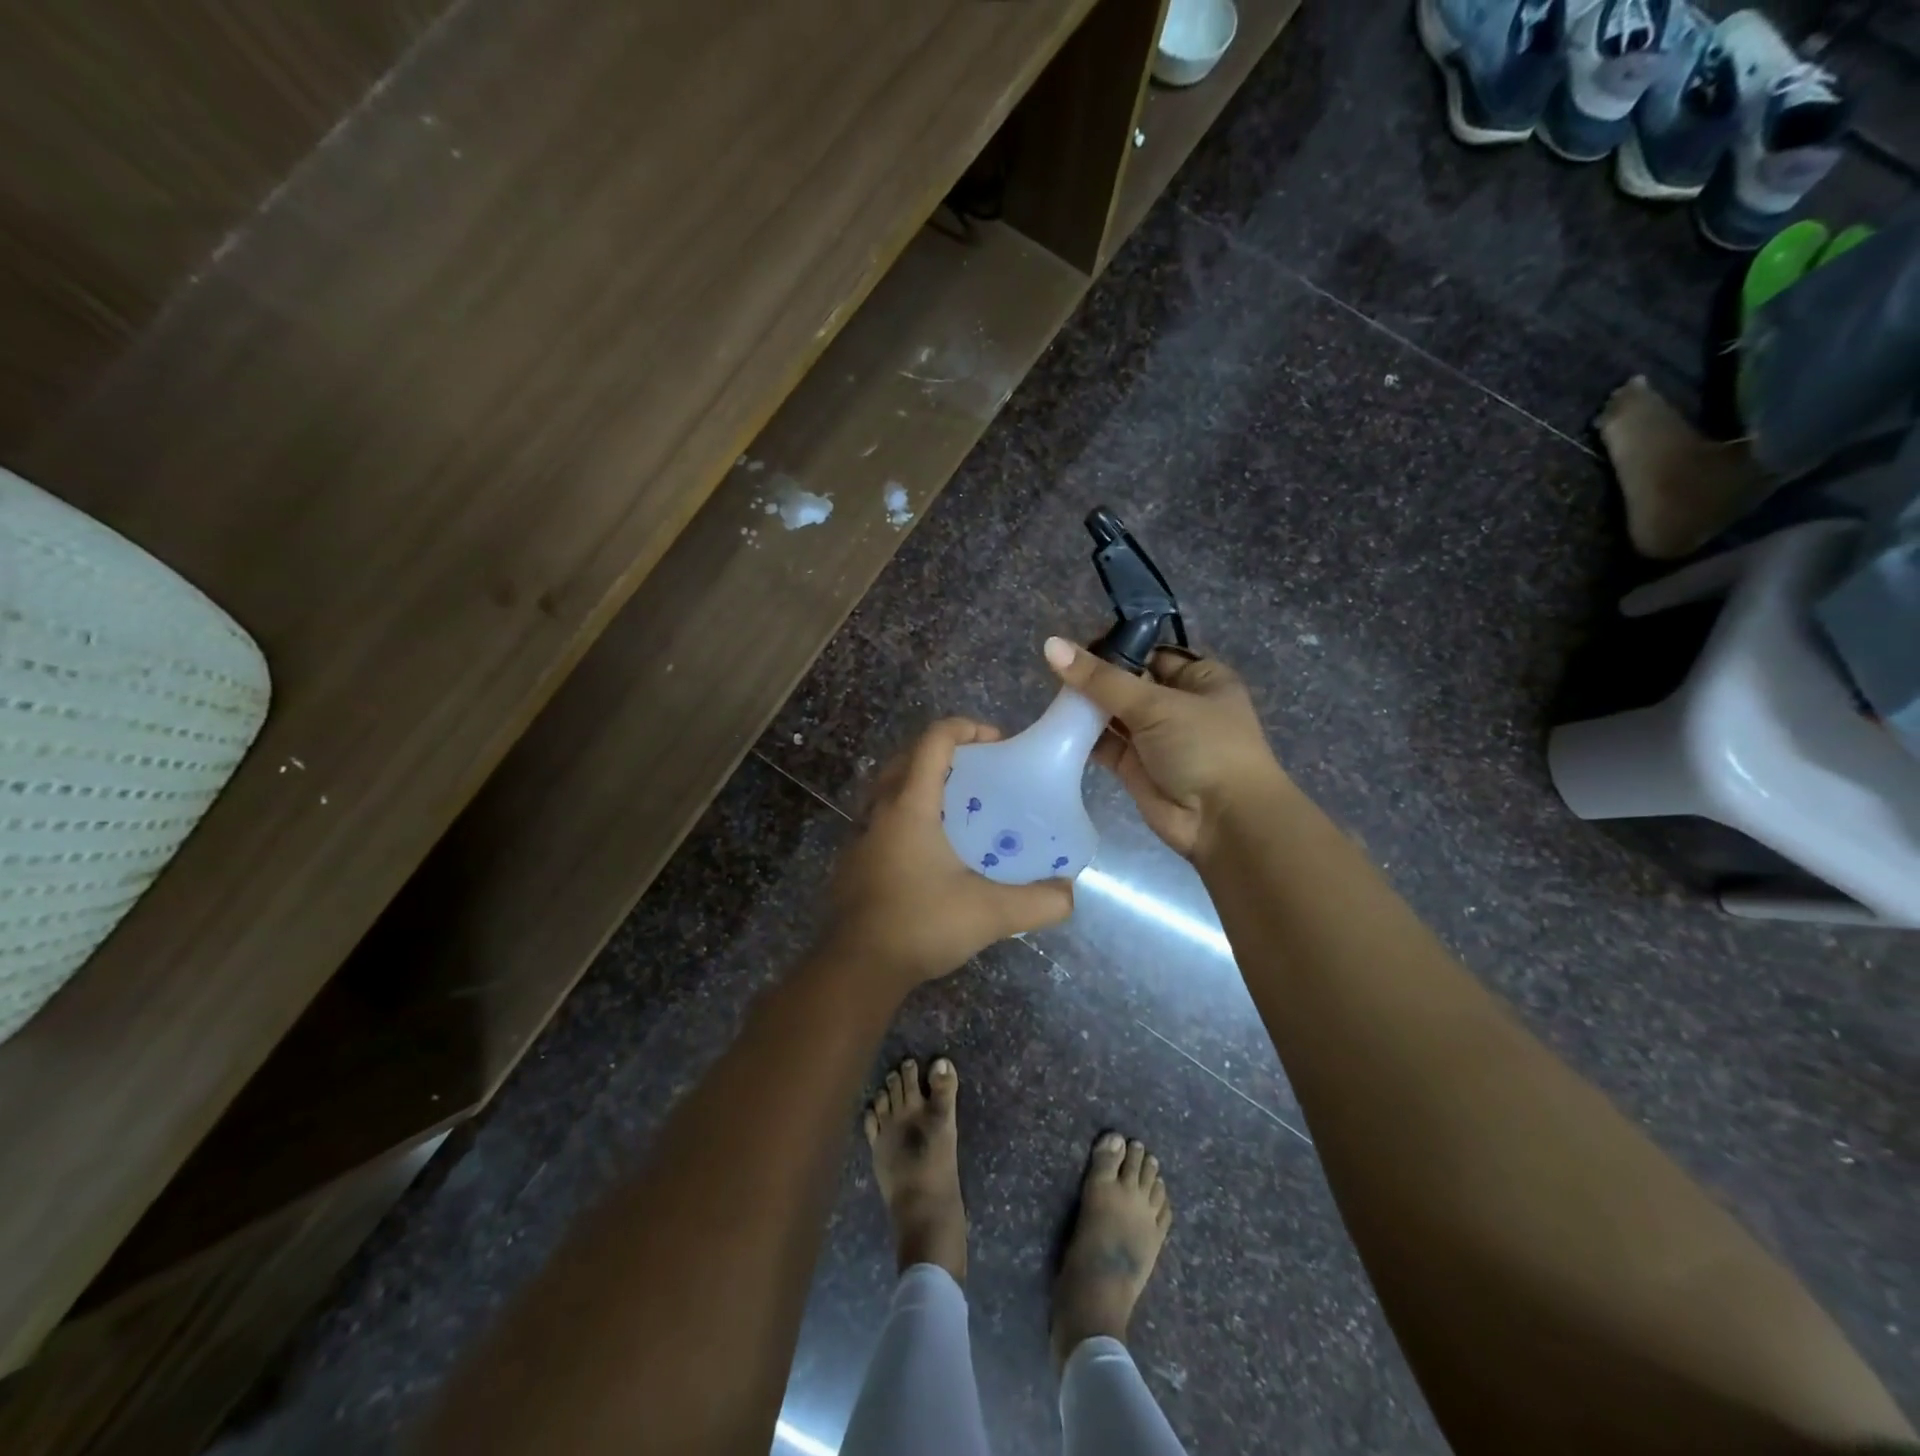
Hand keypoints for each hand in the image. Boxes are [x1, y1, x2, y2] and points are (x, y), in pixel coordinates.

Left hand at [825, 718, 1073, 986]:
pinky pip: (883, 817)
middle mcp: (880, 810)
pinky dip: (910, 813)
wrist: (856, 969)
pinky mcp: (855, 860)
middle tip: (982, 772)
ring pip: (892, 787)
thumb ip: (1038, 902)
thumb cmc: (920, 925)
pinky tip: (934, 849)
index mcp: (909, 805)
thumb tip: (1069, 894)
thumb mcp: (990, 914)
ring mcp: (861, 835)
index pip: (934, 741)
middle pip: (910, 756)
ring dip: (924, 782)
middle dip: (947, 752)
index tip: (998, 742)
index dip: (966, 728)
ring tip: (961, 807)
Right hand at [1043, 636, 1286, 858]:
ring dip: (1087, 707)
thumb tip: (1052, 645)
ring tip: (1052, 695)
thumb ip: (1101, 679)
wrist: (1223, 821)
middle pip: (1129, 682)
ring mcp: (1156, 738)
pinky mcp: (1136, 767)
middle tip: (1055, 670)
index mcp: (1200, 678)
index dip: (1116, 647)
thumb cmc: (1204, 747)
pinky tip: (1058, 725)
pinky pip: (1105, 744)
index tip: (1075, 645)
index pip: (1151, 652)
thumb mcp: (1156, 704)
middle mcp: (1179, 704)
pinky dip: (1084, 737)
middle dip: (1096, 678)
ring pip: (1114, 714)